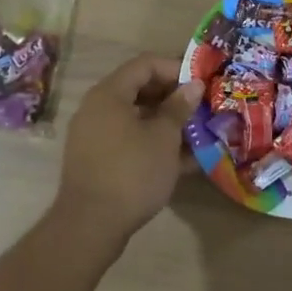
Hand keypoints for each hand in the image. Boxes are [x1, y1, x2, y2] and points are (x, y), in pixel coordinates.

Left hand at [53, 54, 202, 247]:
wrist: (90, 226)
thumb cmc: (132, 172)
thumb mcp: (163, 138)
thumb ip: (179, 107)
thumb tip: (193, 85)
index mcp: (109, 94)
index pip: (145, 64)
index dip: (175, 68)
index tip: (201, 82)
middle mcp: (97, 108)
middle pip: (138, 89)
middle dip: (172, 97)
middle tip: (200, 107)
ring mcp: (94, 135)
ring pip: (135, 117)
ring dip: (165, 122)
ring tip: (196, 133)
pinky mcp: (96, 160)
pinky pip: (128, 140)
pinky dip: (152, 143)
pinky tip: (181, 160)